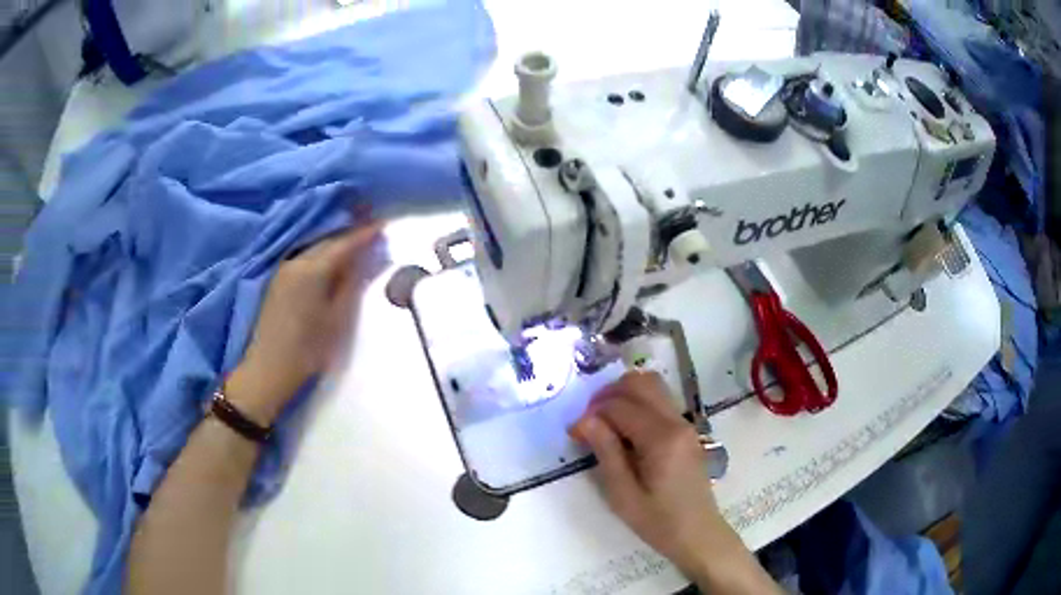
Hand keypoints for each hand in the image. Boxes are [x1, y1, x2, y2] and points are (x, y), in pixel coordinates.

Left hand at [226, 223, 381, 425]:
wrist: (268, 369)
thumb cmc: (308, 349)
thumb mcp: (338, 318)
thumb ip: (353, 283)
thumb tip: (369, 257)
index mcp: (313, 269)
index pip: (345, 243)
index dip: (365, 233)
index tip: (384, 224)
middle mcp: (297, 261)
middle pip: (329, 240)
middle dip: (351, 234)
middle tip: (373, 231)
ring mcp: (284, 268)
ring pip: (315, 246)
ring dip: (336, 241)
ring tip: (356, 243)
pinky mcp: (278, 279)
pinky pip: (305, 255)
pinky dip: (322, 252)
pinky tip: (332, 259)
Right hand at [570, 372, 745, 582]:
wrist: (698, 534)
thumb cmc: (658, 521)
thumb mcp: (622, 494)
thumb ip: (606, 451)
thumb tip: (584, 419)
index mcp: (662, 438)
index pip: (620, 405)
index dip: (591, 414)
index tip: (574, 434)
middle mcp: (677, 422)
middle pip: (640, 382)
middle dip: (608, 394)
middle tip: (589, 420)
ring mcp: (685, 424)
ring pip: (653, 386)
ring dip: (624, 395)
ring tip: (604, 422)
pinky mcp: (687, 431)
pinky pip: (660, 402)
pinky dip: (637, 404)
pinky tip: (623, 430)